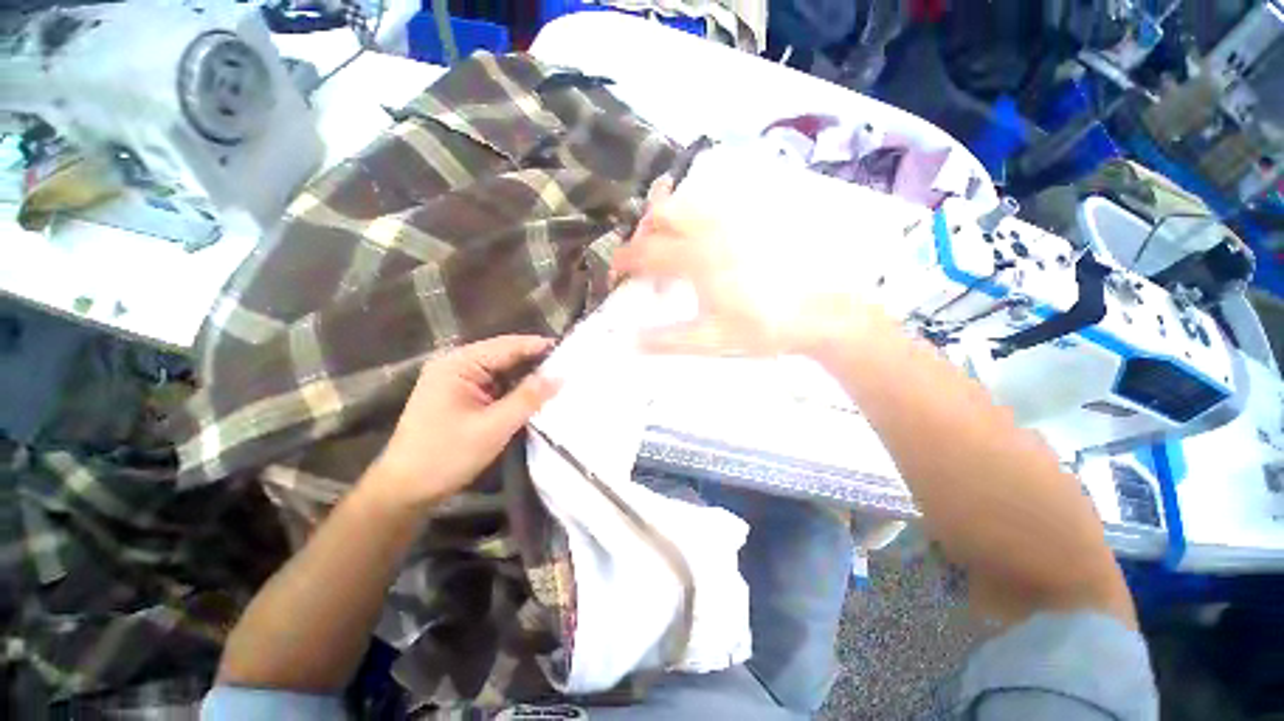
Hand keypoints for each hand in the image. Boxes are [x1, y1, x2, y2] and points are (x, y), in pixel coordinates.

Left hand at [369, 336, 558, 508]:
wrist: (405, 490)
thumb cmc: (446, 456)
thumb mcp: (493, 427)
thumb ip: (528, 398)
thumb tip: (560, 376)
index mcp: (458, 364)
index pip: (508, 346)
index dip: (540, 347)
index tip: (572, 352)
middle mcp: (457, 365)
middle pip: (505, 356)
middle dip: (536, 363)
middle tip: (570, 368)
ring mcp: (457, 381)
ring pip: (502, 371)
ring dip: (528, 377)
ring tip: (560, 379)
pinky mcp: (461, 396)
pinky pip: (495, 386)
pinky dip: (515, 390)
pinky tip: (536, 395)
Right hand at [611, 180, 880, 358]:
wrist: (815, 315)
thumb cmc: (760, 329)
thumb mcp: (709, 340)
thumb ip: (666, 339)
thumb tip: (629, 340)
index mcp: (697, 259)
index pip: (646, 252)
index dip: (624, 260)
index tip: (615, 273)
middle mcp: (711, 231)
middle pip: (663, 213)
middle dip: (643, 232)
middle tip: (642, 259)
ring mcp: (734, 222)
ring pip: (688, 203)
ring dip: (667, 220)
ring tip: (666, 246)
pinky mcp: (751, 223)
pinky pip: (712, 207)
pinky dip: (693, 216)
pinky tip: (698, 240)